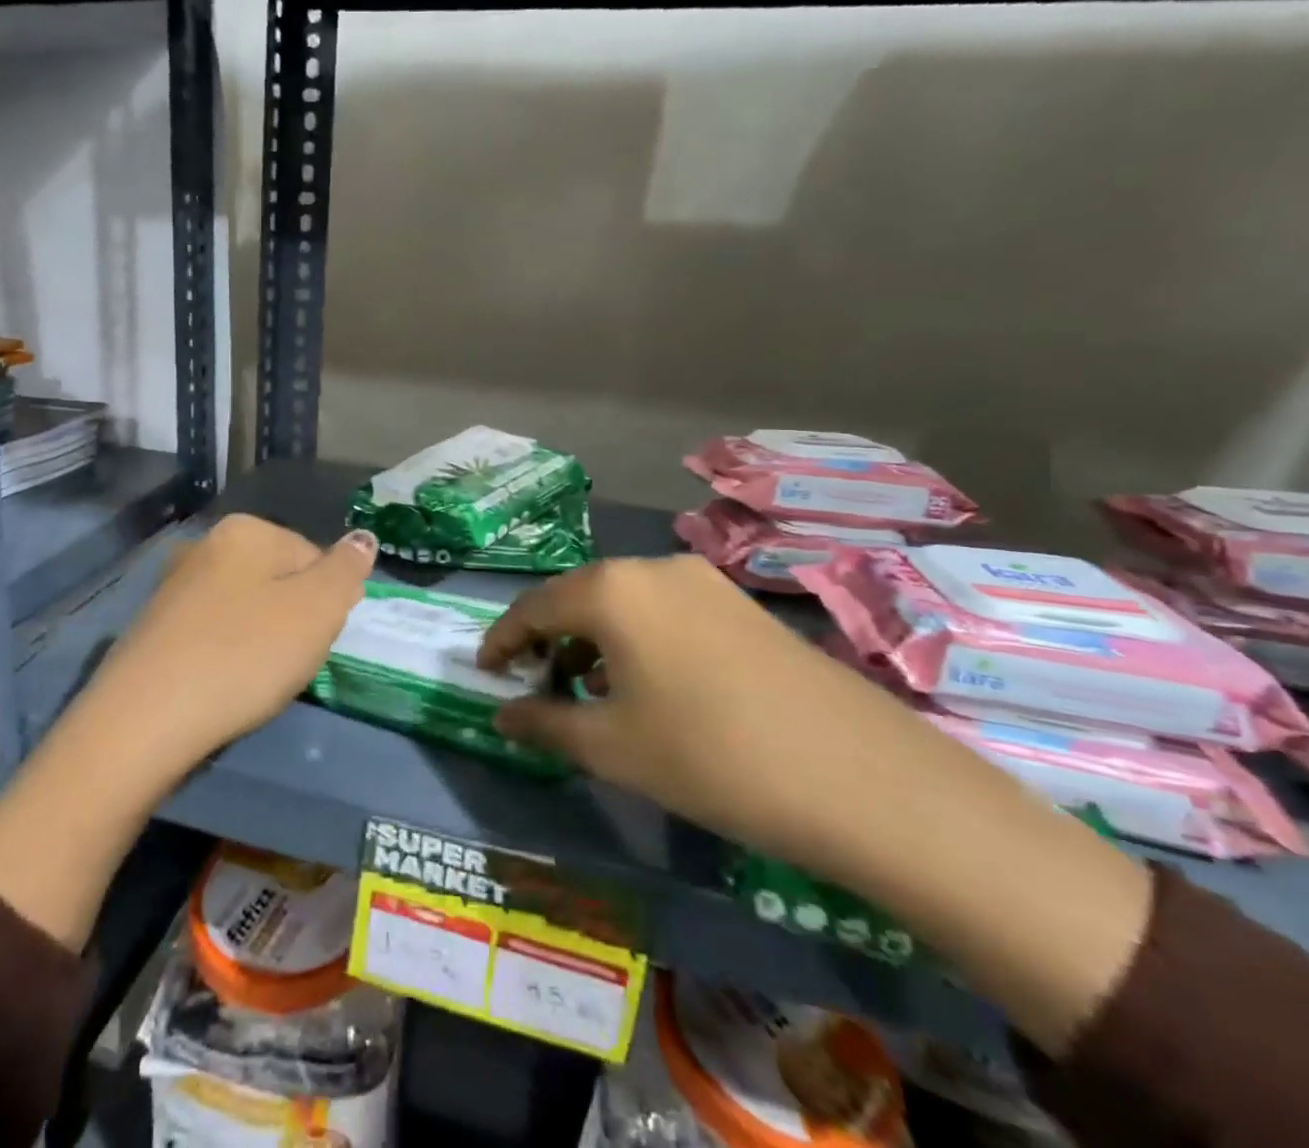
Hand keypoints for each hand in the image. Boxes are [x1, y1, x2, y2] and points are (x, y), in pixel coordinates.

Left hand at [86, 514, 378, 776]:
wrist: (144, 720)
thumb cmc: (244, 656)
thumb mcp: (316, 610)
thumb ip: (346, 569)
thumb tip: (363, 537)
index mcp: (246, 530)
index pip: (314, 557)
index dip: (325, 603)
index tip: (314, 641)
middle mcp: (205, 545)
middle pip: (277, 580)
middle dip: (291, 620)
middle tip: (287, 663)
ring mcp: (173, 586)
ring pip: (243, 608)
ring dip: (258, 640)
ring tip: (252, 680)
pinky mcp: (151, 627)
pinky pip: (210, 633)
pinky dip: (223, 655)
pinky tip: (218, 685)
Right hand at [479, 555, 881, 858]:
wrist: (862, 779)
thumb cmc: (711, 757)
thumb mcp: (612, 748)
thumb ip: (545, 723)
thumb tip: (501, 715)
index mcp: (611, 590)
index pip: (534, 606)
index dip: (502, 639)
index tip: (484, 671)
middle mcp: (652, 568)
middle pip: (578, 596)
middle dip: (548, 637)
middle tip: (533, 681)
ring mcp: (703, 581)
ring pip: (624, 602)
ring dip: (594, 637)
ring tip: (588, 687)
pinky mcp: (740, 604)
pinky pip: (665, 610)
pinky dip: (637, 638)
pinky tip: (647, 683)